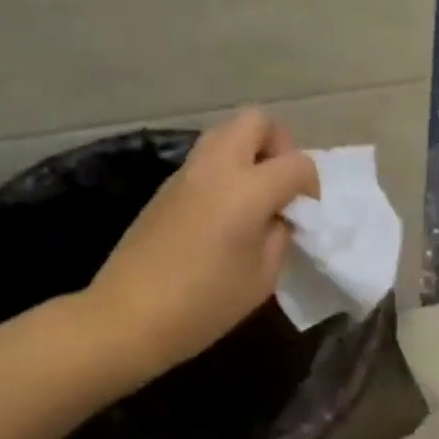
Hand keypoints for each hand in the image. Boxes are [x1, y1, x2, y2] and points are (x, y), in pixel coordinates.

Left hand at [86, 110, 318, 383]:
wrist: (127, 317)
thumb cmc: (204, 304)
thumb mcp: (262, 277)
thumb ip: (279, 235)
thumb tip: (278, 216)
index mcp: (247, 189)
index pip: (297, 163)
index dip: (311, 185)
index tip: (305, 214)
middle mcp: (217, 167)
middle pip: (256, 121)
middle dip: (278, 145)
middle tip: (279, 186)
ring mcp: (186, 173)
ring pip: (226, 133)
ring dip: (248, 153)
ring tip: (253, 198)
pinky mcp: (165, 187)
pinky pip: (205, 159)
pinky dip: (224, 171)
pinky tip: (222, 214)